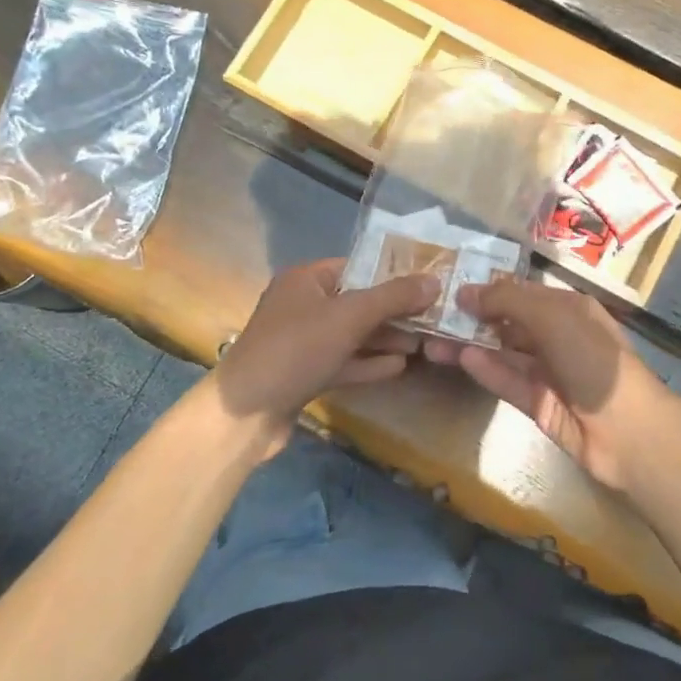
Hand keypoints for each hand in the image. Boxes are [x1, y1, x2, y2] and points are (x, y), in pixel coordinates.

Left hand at [211, 258, 438, 452]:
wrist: (245, 413)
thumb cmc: (296, 349)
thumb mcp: (350, 316)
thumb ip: (394, 297)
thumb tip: (435, 281)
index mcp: (306, 280)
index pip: (357, 267)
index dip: (392, 274)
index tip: (428, 284)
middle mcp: (302, 305)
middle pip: (357, 302)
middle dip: (393, 311)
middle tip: (432, 317)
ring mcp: (302, 342)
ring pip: (352, 334)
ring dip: (385, 338)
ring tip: (423, 342)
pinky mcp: (304, 374)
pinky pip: (343, 361)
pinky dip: (369, 362)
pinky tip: (400, 366)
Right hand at [424, 279, 680, 490]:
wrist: (629, 432)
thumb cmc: (593, 360)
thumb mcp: (552, 317)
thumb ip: (508, 300)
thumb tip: (466, 291)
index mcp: (569, 308)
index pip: (522, 292)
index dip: (488, 289)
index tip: (449, 288)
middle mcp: (559, 336)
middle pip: (509, 322)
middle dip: (473, 318)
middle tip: (431, 316)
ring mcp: (549, 372)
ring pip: (503, 353)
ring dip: (470, 345)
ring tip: (430, 340)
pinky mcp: (540, 404)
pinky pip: (509, 381)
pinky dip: (487, 369)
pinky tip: (460, 359)